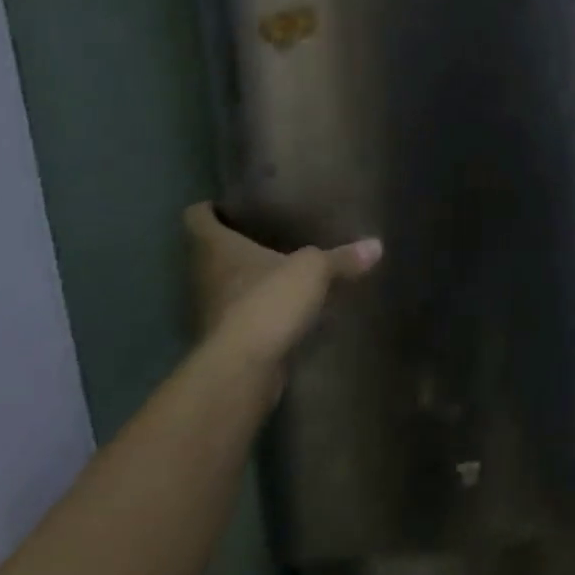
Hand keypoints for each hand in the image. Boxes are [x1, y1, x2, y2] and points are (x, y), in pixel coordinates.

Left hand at [183, 203, 380, 387]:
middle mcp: (206, 276)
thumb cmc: (268, 301)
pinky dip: (260, 310)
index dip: (210, 208)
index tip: (231, 204)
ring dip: (249, 279)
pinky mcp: (228, 341)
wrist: (244, 370)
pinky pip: (244, 315)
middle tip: (269, 232)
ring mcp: (214, 311)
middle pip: (211, 252)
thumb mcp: (313, 270)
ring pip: (227, 285)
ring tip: (282, 269)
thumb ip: (342, 257)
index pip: (197, 217)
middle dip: (236, 244)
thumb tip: (376, 245)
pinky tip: (286, 309)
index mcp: (216, 248)